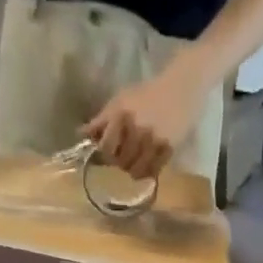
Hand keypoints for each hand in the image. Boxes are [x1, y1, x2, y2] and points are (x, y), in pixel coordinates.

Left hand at [83, 67, 205, 180]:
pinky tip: (146, 166)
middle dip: (119, 163)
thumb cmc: (147, 94)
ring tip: (134, 163)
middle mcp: (136, 129)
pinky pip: (152, 172)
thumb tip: (82, 135)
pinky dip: (146, 172)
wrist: (180, 89)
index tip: (106, 153)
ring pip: (135, 170)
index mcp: (122, 115)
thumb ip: (102, 119)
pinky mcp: (168, 150)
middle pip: (120, 162)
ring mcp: (153, 141)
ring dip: (132, 170)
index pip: (105, 147)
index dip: (104, 154)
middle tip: (122, 158)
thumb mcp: (121, 101)